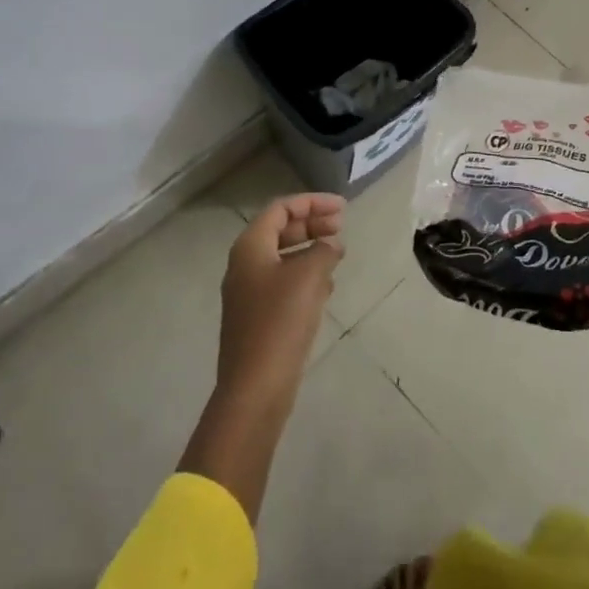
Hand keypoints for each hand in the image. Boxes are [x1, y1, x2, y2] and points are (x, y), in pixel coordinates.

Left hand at [217, 193, 345, 406]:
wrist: (256, 385)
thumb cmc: (280, 320)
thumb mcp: (309, 276)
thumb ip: (323, 250)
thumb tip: (330, 245)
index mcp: (250, 247)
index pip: (281, 209)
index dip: (312, 202)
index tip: (343, 208)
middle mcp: (245, 265)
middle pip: (281, 231)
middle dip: (312, 224)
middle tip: (342, 227)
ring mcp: (249, 293)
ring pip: (283, 257)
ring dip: (311, 249)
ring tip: (338, 253)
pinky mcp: (259, 317)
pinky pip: (284, 282)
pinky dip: (306, 275)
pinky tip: (327, 286)